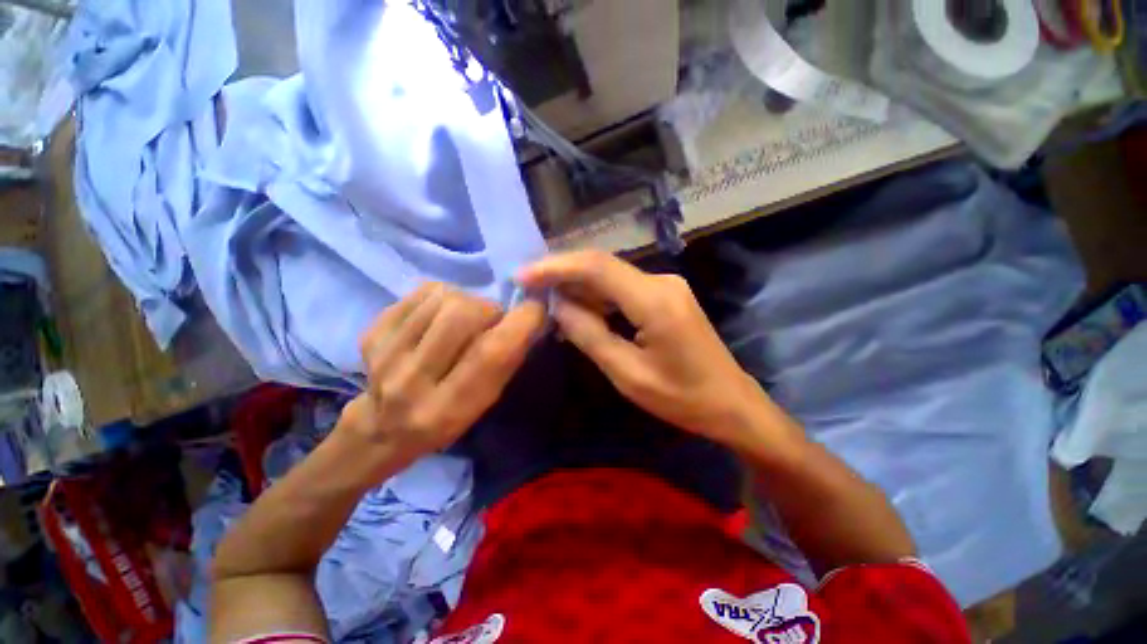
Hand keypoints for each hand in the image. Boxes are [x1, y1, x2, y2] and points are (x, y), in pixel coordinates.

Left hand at [338, 283, 545, 467]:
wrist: (383, 427)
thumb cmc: (447, 417)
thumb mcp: (486, 401)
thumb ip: (506, 360)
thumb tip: (528, 315)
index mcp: (449, 407)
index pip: (491, 353)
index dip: (522, 321)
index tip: (536, 308)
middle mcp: (413, 381)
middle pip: (461, 314)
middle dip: (489, 308)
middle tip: (491, 319)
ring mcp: (386, 354)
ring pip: (442, 297)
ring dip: (466, 300)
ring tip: (464, 318)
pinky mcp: (372, 332)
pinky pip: (420, 292)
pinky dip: (441, 296)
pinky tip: (440, 314)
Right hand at [518, 251, 785, 450]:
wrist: (731, 402)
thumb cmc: (682, 398)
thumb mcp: (628, 374)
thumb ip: (589, 335)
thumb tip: (557, 306)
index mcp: (654, 300)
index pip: (596, 267)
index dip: (556, 267)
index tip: (523, 275)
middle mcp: (661, 281)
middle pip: (602, 266)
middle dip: (563, 273)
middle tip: (529, 287)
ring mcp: (665, 286)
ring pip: (611, 276)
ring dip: (578, 286)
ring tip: (546, 300)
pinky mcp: (665, 295)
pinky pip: (623, 289)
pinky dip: (597, 297)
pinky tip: (578, 310)